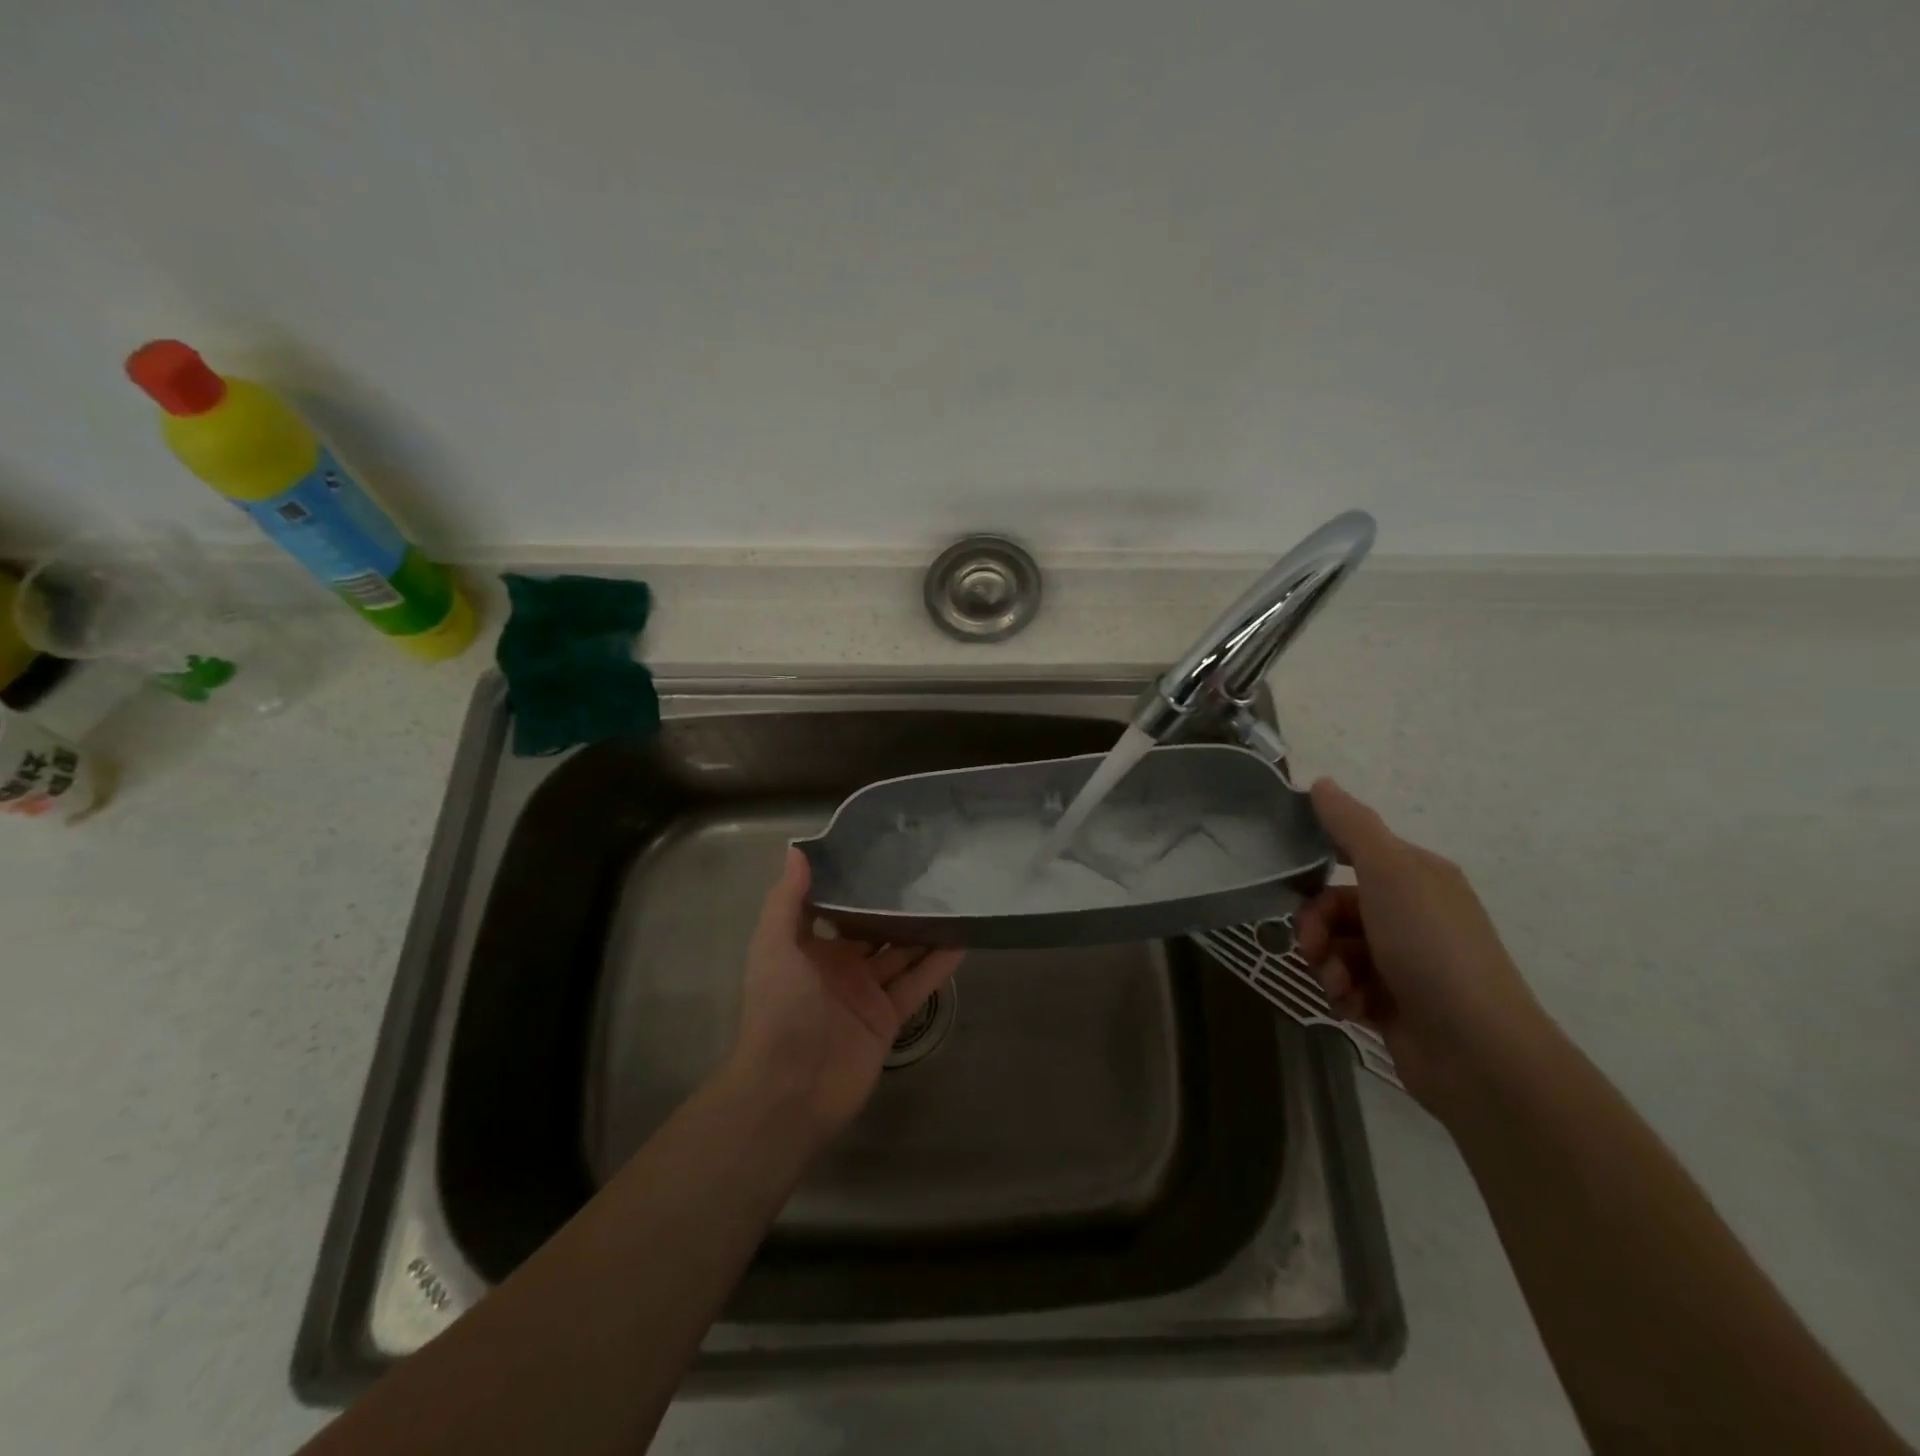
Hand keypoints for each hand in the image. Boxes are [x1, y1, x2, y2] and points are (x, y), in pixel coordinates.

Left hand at [731, 848, 963, 1139]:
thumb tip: (797, 850)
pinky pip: (918, 984)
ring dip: (923, 931)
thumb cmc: (779, 1009)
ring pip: (901, 953)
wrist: (790, 1089)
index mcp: (808, 948)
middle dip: (896, 905)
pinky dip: (939, 964)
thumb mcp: (774, 946)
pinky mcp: (889, 1018)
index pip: (836, 908)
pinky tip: (963, 939)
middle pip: (874, 929)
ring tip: (953, 898)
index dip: (856, 884)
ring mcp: (866, 993)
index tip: (883, 853)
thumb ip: (787, 900)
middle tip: (930, 871)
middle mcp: (838, 967)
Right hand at [1293, 779, 1549, 1114]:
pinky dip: (1340, 994)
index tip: (1287, 877)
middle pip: (1335, 905)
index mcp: (1416, 877)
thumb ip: (1352, 827)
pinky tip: (1350, 1007)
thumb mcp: (1391, 874)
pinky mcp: (1393, 1004)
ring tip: (1337, 985)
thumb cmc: (1433, 950)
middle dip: (1315, 926)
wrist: (1478, 1052)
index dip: (1317, 862)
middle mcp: (1411, 914)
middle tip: (1312, 948)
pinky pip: (1346, 985)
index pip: (1352, 852)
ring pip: (1336, 948)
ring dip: (1325, 964)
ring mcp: (1403, 962)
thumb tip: (1321, 783)